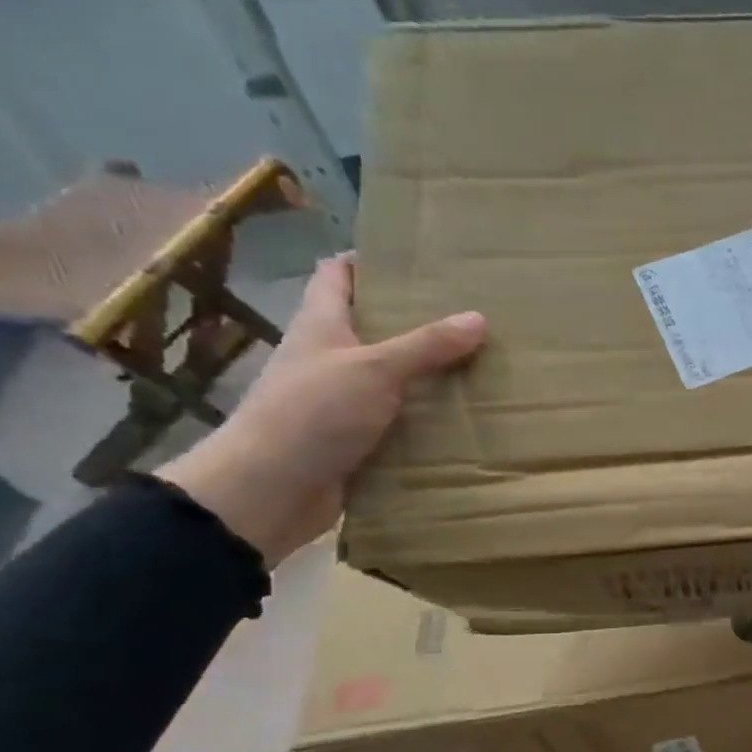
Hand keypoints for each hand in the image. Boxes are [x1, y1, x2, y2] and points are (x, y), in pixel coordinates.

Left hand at [158, 253, 485, 567]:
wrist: (271, 489)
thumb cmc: (314, 413)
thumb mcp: (375, 369)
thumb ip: (427, 345)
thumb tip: (479, 318)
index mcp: (321, 325)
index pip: (339, 275)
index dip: (371, 261)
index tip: (418, 261)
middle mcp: (329, 358)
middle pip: (373, 328)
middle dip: (416, 322)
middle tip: (469, 318)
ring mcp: (340, 402)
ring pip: (390, 378)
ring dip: (426, 375)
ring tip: (479, 366)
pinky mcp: (354, 441)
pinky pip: (397, 422)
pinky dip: (424, 420)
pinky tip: (462, 420)